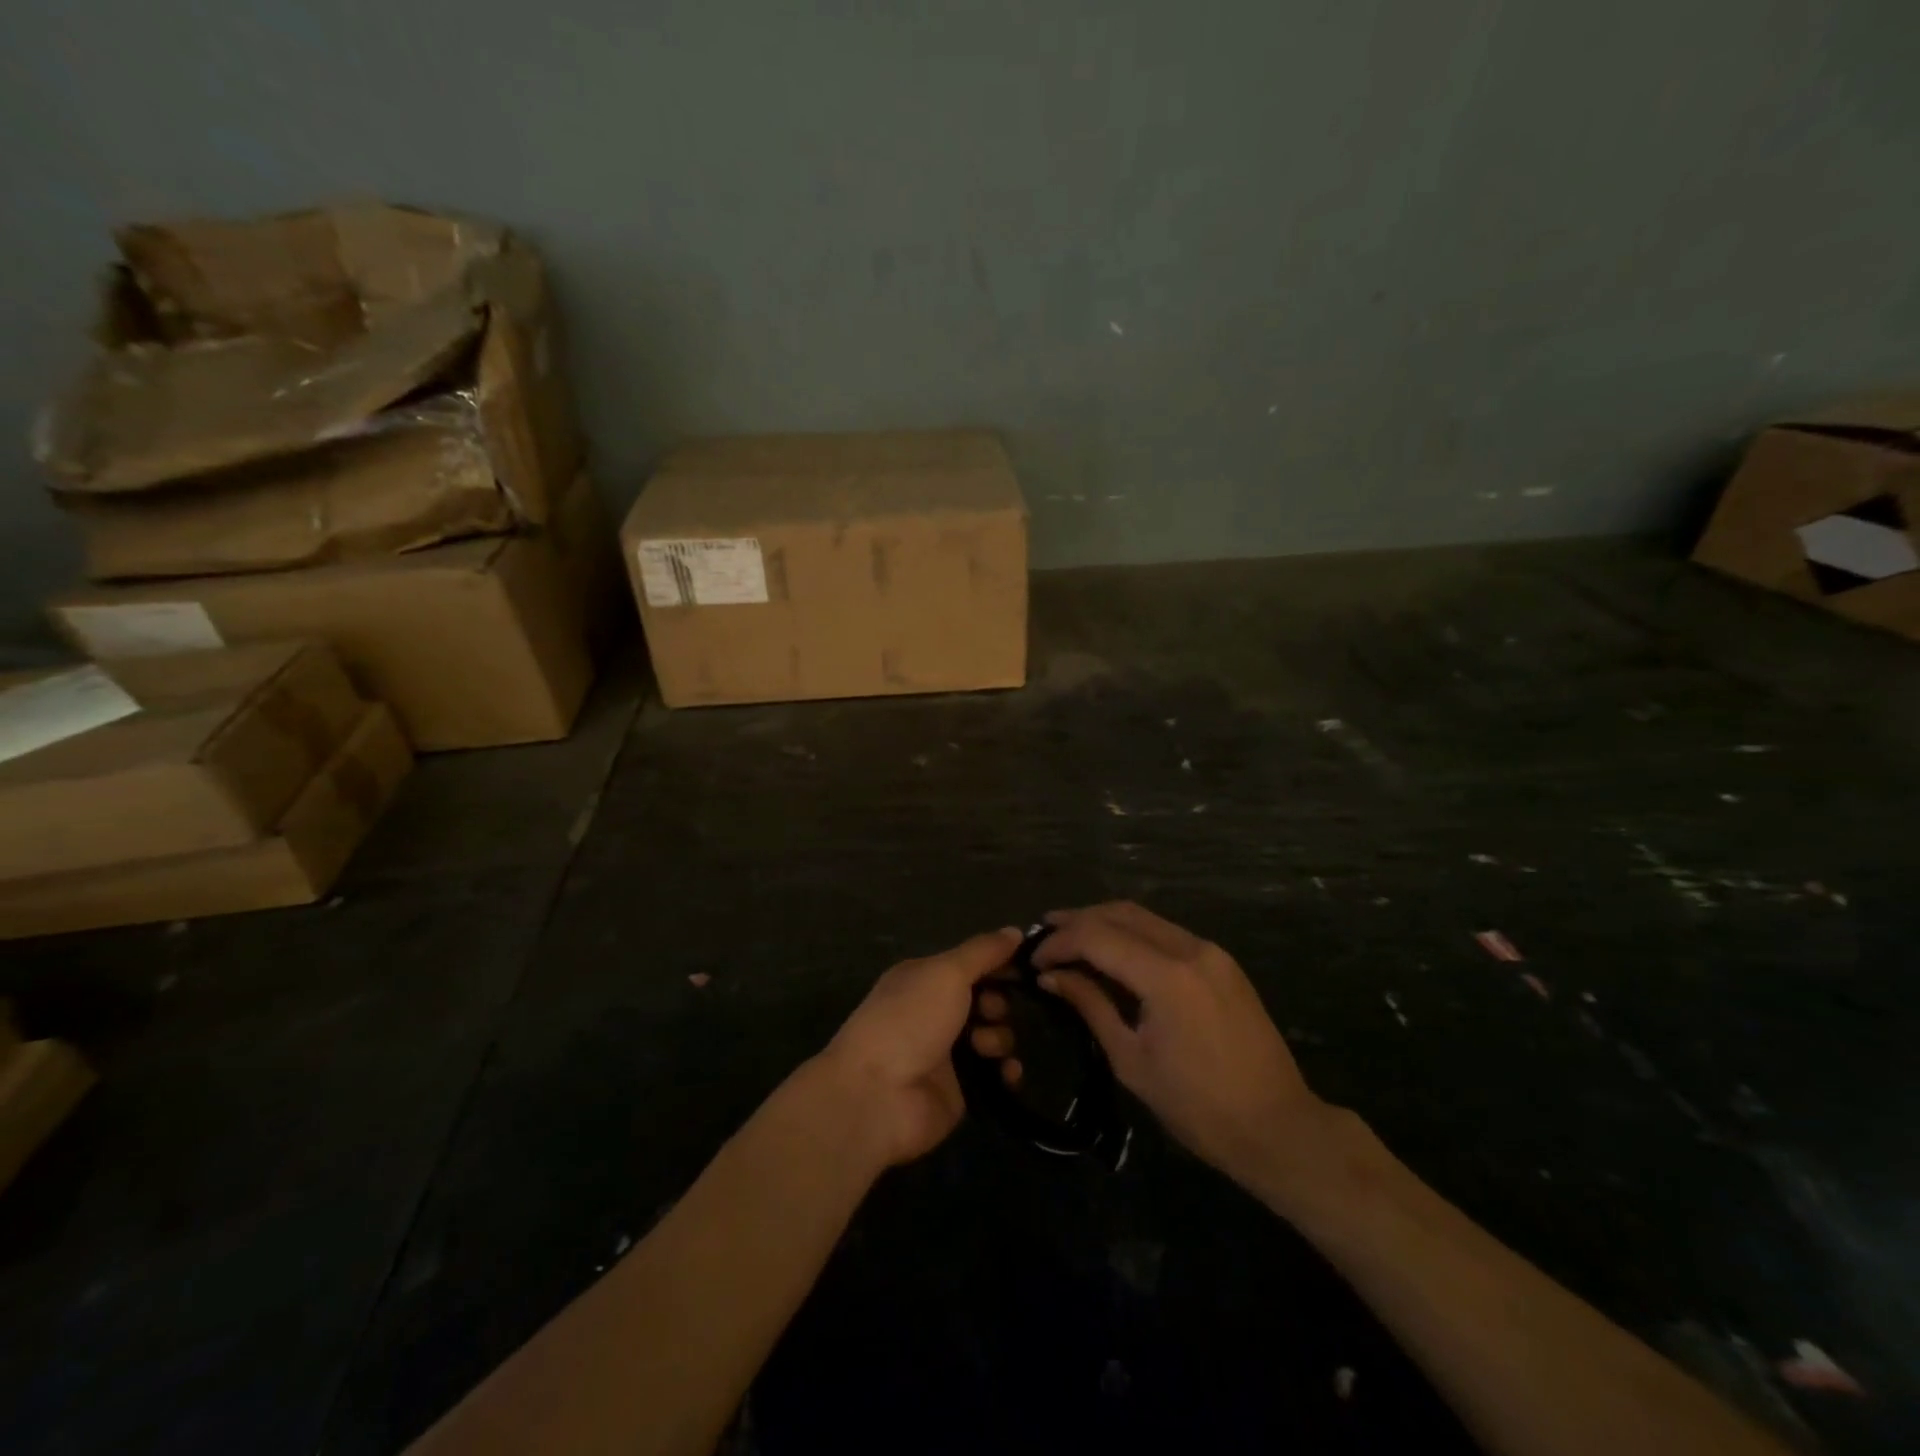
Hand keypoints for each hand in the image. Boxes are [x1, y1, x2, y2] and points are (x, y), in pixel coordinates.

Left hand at [820, 927, 1021, 1165]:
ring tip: (985, 1048)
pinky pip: (995, 1075)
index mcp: (925, 978)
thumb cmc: (909, 1020)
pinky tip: (1007, 1073)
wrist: (877, 1096)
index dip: (999, 962)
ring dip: (1000, 1038)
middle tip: (990, 1012)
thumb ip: (983, 951)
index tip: (1028, 966)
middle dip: (999, 1003)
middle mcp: (936, 1012)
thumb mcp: (946, 973)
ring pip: (994, 1036)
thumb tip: (1015, 931)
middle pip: (987, 999)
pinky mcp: (960, 1090)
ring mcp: (948, 1053)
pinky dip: (1006, 1072)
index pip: (971, 962)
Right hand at [975, 903, 1324, 1186]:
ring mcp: (1211, 951)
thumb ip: (1091, 1006)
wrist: (1278, 1127)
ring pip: (1145, 917)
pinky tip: (1113, 953)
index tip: (1033, 959)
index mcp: (1166, 976)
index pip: (1097, 937)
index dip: (1059, 942)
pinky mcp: (1222, 962)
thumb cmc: (1197, 1107)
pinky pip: (1166, 933)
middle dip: (1078, 920)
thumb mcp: (1131, 1060)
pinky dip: (1133, 935)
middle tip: (1044, 935)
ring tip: (1071, 939)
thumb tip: (1052, 977)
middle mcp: (1190, 949)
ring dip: (1105, 923)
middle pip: (1121, 913)